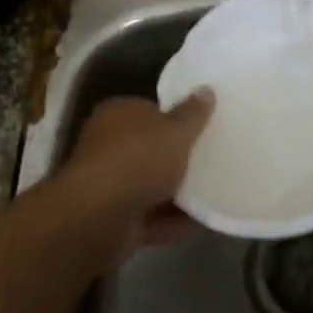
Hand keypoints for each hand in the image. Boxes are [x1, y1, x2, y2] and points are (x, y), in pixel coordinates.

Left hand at [58, 92, 212, 250]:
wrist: (99, 217)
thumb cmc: (138, 158)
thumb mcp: (175, 130)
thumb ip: (193, 114)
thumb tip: (206, 90)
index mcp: (118, 115)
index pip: (148, 110)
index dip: (173, 118)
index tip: (200, 128)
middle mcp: (108, 146)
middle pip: (149, 149)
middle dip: (175, 158)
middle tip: (210, 159)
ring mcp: (109, 186)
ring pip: (149, 186)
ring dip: (176, 193)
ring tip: (213, 193)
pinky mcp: (114, 220)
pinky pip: (151, 217)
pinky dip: (172, 221)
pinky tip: (201, 222)